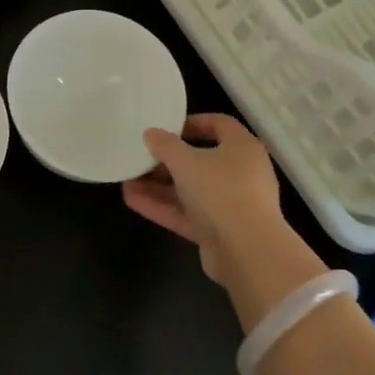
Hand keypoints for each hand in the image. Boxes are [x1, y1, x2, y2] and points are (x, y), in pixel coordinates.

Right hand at [122, 114, 323, 323]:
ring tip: (127, 180)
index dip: (192, 123)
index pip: (219, 125)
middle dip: (167, 160)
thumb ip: (165, 145)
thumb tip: (151, 133)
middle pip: (201, 160)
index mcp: (242, 148)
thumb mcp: (186, 161)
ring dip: (159, 186)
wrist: (247, 251)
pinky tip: (132, 200)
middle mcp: (241, 173)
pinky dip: (162, 206)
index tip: (165, 127)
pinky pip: (187, 213)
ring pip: (191, 189)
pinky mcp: (219, 230)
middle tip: (141, 157)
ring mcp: (231, 204)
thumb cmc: (220, 191)